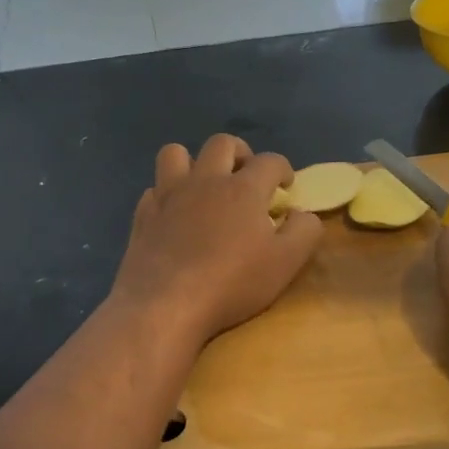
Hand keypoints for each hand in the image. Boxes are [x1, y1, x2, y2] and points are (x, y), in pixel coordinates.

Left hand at [109, 134, 322, 348]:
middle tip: (247, 177)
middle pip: (222, 144)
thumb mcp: (286, 262)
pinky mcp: (144, 215)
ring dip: (194, 162)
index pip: (270, 161)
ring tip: (204, 185)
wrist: (166, 305)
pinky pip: (155, 188)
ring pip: (176, 153)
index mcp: (243, 188)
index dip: (283, 169)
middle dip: (240, 152)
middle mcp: (205, 180)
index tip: (286, 186)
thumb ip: (304, 231)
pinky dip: (167, 194)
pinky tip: (175, 214)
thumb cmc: (232, 282)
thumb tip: (302, 214)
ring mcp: (169, 195)